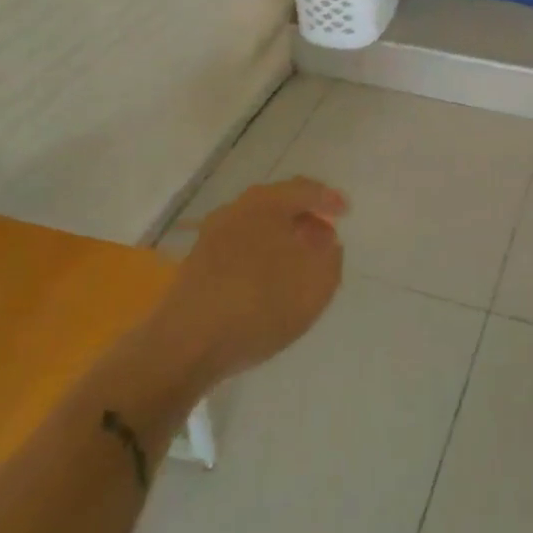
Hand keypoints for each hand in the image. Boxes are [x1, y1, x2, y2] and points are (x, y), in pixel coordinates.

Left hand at [152, 178, 347, 386]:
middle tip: (323, 235)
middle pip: (278, 204)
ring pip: (257, 226)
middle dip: (304, 217)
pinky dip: (259, 256)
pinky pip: (239, 248)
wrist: (186, 343)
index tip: (345, 212)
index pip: (305, 189)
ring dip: (280, 238)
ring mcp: (212, 235)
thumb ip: (330, 256)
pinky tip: (266, 281)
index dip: (329, 199)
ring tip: (297, 261)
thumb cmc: (260, 303)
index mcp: (267, 202)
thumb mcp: (317, 281)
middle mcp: (237, 208)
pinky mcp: (197, 263)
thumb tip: (324, 241)